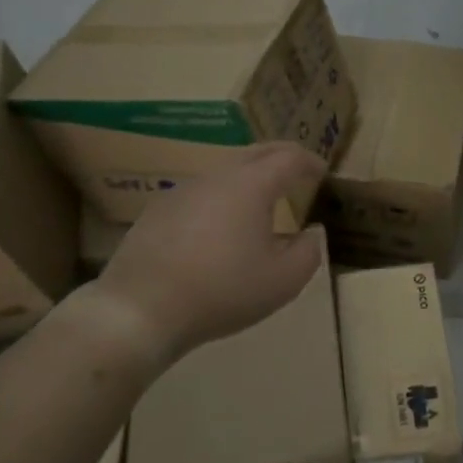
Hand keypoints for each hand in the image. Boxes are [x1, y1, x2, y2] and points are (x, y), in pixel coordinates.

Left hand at [84, 143, 327, 365]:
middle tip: (298, 172)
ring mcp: (183, 191)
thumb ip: (309, 252)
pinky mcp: (158, 210)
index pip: (289, 157)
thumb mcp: (283, 281)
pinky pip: (201, 193)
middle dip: (281, 158)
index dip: (310, 161)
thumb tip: (310, 233)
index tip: (322, 172)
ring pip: (226, 172)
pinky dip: (222, 198)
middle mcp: (217, 177)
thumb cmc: (222, 291)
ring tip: (262, 202)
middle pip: (256, 153)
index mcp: (251, 185)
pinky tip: (220, 227)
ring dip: (250, 178)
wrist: (141, 309)